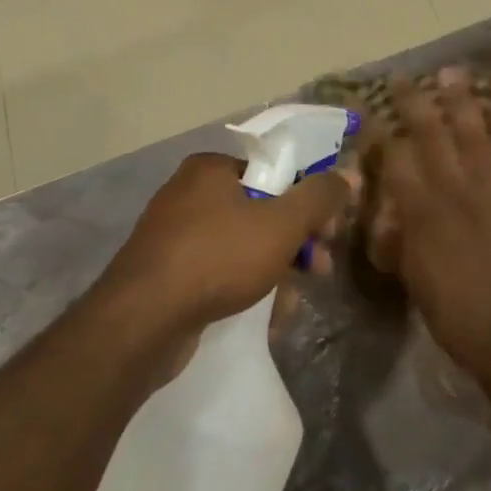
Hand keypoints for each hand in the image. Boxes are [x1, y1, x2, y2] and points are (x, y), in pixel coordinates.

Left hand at [97, 152, 351, 358]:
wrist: (142, 321)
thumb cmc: (217, 258)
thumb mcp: (280, 224)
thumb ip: (318, 197)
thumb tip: (347, 174)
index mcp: (211, 168)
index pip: (274, 171)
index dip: (308, 197)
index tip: (328, 230)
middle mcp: (189, 193)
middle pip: (260, 208)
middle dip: (295, 240)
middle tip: (320, 268)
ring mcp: (175, 234)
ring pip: (242, 243)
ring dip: (275, 267)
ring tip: (293, 301)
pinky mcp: (168, 271)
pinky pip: (219, 269)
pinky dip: (244, 285)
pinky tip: (265, 314)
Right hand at [378, 70, 490, 379]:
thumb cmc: (454, 313)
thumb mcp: (411, 277)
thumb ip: (398, 238)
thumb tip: (387, 211)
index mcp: (422, 213)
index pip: (394, 160)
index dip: (378, 131)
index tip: (367, 109)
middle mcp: (455, 191)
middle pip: (432, 135)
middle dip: (414, 102)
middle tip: (403, 77)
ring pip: (475, 135)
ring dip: (462, 101)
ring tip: (451, 72)